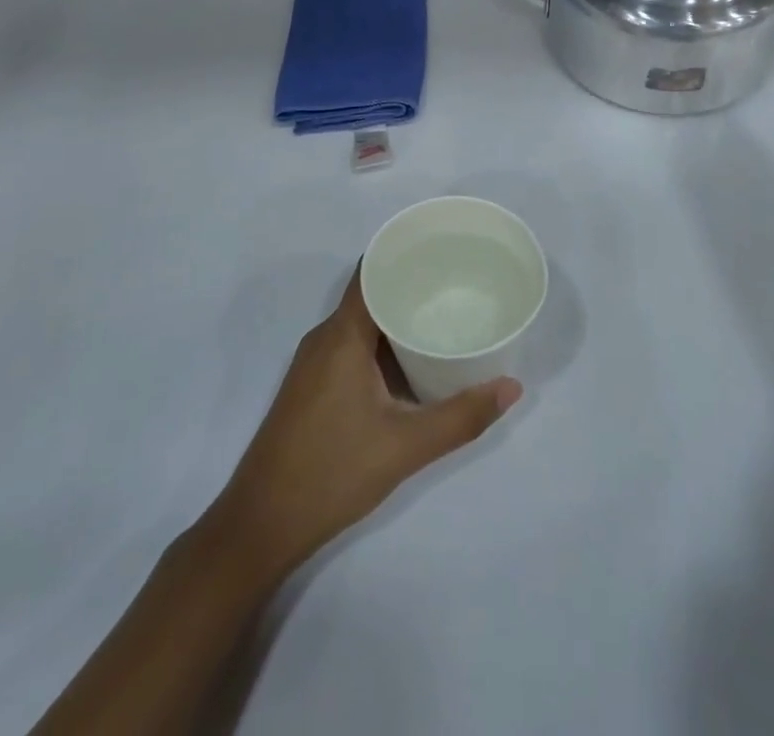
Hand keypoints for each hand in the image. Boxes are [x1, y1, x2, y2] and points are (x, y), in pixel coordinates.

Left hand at [209, 270, 521, 580]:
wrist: (260, 525)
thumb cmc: (331, 472)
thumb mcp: (405, 446)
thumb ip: (461, 417)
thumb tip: (512, 387)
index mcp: (342, 334)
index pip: (371, 270)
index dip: (404, 252)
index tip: (443, 248)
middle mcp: (324, 338)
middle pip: (370, 293)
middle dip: (411, 285)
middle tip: (458, 283)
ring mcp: (314, 363)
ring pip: (362, 323)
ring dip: (398, 317)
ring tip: (444, 315)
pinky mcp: (313, 387)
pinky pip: (352, 346)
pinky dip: (383, 343)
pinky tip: (412, 361)